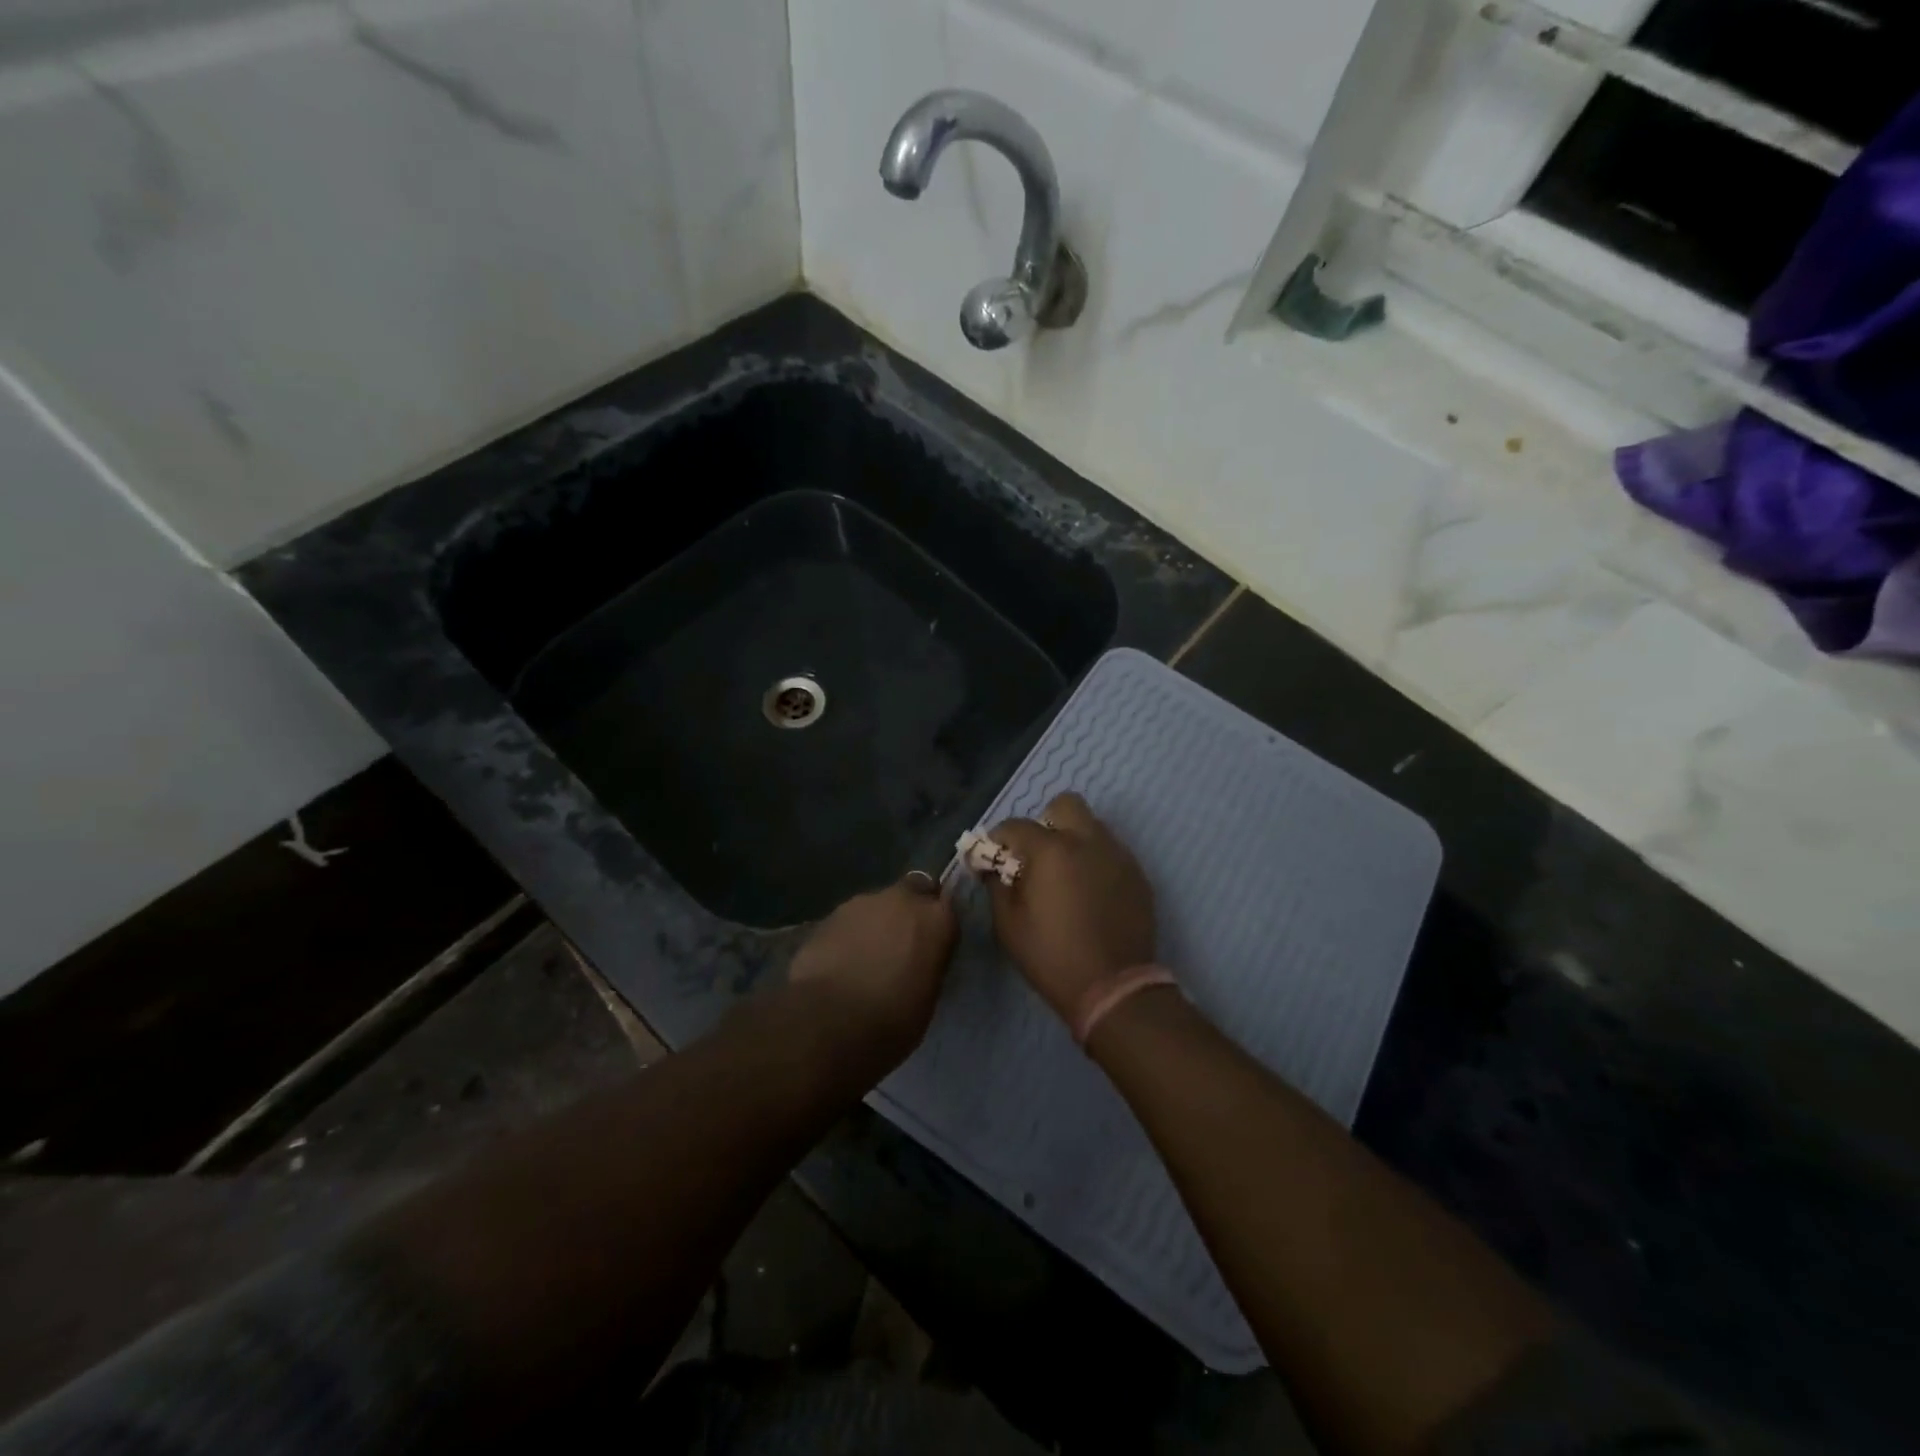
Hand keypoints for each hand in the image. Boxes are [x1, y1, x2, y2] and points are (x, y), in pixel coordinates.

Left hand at [788, 875, 958, 1067]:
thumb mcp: (928, 997)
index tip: (934, 943)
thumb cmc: (892, 1019)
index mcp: (936, 919)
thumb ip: (929, 964)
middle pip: (913, 891)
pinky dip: (850, 935)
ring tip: (866, 958)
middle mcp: (903, 899)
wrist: (829, 1021)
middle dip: (909, 911)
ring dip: (877, 923)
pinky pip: (850, 921)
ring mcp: (864, 902)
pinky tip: (842, 962)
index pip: (948, 906)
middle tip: (902, 944)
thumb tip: (921, 960)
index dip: (938, 923)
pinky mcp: (830, 914)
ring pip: (878, 905)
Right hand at [982, 793, 1156, 1021]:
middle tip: (1037, 854)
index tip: (992, 857)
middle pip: (1065, 805)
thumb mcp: (1008, 925)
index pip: (1016, 825)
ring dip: (1074, 839)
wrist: (1114, 987)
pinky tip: (1089, 892)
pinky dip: (1096, 860)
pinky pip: (1111, 852)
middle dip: (1046, 822)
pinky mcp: (1137, 874)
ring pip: (1092, 826)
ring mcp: (1118, 855)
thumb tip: (991, 867)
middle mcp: (1087, 841)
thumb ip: (996, 886)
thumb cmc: (1052, 956)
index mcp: (1051, 850)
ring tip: (1065, 874)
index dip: (998, 838)